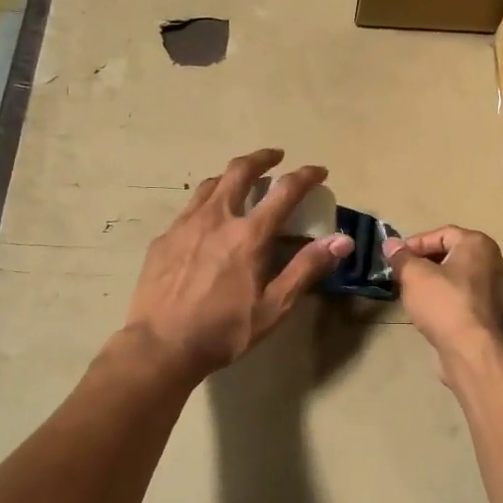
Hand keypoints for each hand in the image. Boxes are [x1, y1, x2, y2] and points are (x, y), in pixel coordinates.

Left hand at [123, 149, 352, 381]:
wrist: (160, 346)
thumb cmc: (223, 330)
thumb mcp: (274, 307)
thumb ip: (307, 269)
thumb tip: (342, 240)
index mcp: (249, 234)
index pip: (285, 191)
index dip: (306, 176)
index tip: (319, 171)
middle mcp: (217, 218)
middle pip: (240, 171)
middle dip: (262, 158)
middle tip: (275, 156)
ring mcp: (185, 225)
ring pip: (210, 184)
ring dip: (231, 175)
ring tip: (240, 180)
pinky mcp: (164, 238)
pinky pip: (189, 208)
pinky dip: (207, 202)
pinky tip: (207, 221)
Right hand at [386, 226, 502, 360]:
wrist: (475, 352)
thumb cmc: (444, 304)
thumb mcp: (414, 276)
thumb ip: (401, 257)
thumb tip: (390, 243)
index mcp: (479, 244)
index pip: (442, 233)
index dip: (415, 244)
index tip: (395, 259)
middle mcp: (497, 262)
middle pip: (454, 255)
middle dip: (426, 263)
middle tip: (403, 276)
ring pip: (463, 279)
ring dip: (439, 283)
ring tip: (416, 295)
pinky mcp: (500, 316)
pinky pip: (471, 300)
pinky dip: (453, 301)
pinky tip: (436, 314)